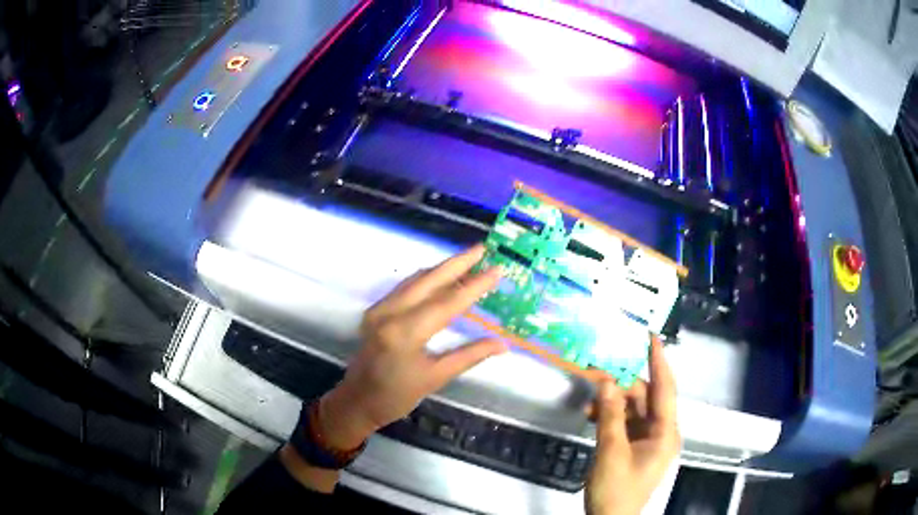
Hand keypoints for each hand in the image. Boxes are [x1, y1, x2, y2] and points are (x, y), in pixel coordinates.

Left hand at [319, 244, 506, 449]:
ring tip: (469, 259)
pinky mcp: (375, 310)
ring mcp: (379, 309)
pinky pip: (405, 287)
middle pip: (429, 280)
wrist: (358, 401)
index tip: (497, 270)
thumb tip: (502, 344)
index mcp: (405, 333)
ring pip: (415, 280)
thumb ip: (469, 356)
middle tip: (482, 248)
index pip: (447, 302)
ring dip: (442, 268)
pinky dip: (427, 279)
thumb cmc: (397, 396)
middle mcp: (389, 313)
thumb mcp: (436, 378)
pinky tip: (442, 277)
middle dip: (457, 262)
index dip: (474, 286)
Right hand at [586, 337, 679, 514]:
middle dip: (623, 384)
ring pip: (633, 410)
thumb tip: (607, 380)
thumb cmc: (616, 489)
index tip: (650, 336)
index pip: (665, 388)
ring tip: (590, 397)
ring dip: (613, 402)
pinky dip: (610, 417)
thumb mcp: (611, 452)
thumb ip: (610, 415)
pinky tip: (592, 415)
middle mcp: (660, 432)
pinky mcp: (633, 448)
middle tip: (598, 369)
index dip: (659, 360)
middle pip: (645, 398)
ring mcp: (647, 441)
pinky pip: (624, 424)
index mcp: (665, 432)